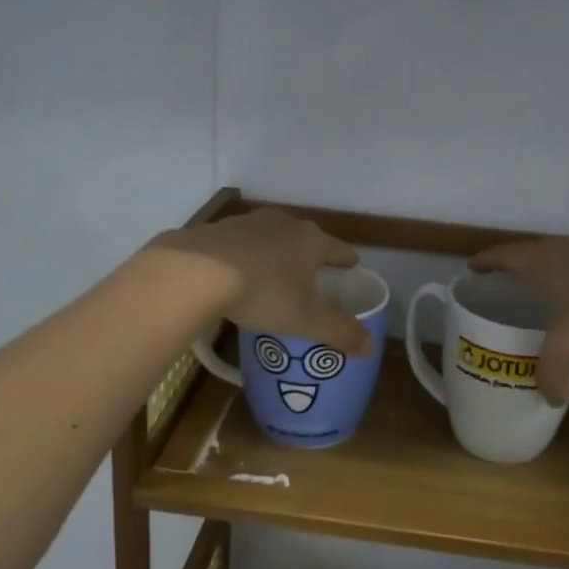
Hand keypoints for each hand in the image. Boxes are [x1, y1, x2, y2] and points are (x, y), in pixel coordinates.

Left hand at [150, 208, 373, 356]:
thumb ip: (340, 332)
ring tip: (275, 273)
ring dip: (277, 252)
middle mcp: (285, 223)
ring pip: (273, 237)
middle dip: (311, 255)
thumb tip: (371, 347)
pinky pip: (242, 242)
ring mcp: (250, 222)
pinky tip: (238, 271)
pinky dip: (246, 254)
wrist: (197, 271)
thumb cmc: (263, 293)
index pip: (339, 249)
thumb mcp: (306, 320)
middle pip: (306, 238)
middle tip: (314, 274)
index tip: (352, 266)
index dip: (347, 260)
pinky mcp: (220, 227)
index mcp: (312, 241)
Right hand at [471, 236, 568, 403]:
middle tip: (511, 285)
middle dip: (522, 268)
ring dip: (560, 275)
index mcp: (548, 260)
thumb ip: (551, 374)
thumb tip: (549, 398)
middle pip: (538, 253)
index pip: (507, 255)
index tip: (472, 267)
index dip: (487, 262)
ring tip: (555, 296)